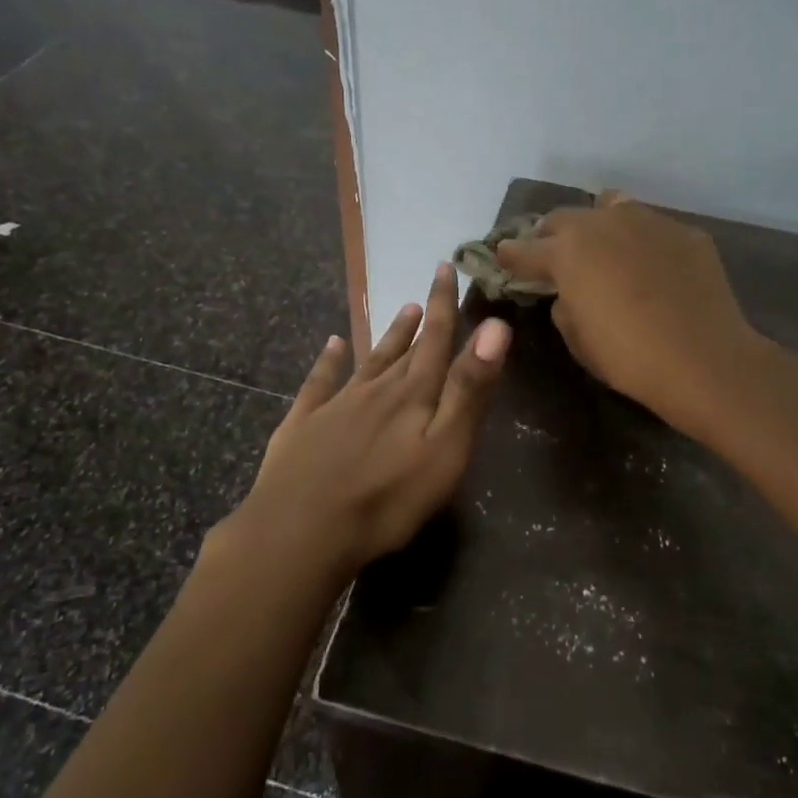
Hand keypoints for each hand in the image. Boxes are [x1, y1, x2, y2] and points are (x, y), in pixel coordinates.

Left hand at [231, 263, 510, 579]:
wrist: (301, 530)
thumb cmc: (387, 499)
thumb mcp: (444, 449)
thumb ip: (468, 389)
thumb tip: (495, 326)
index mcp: (413, 396)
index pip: (436, 341)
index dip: (445, 305)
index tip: (447, 268)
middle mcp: (376, 390)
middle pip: (405, 349)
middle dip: (422, 319)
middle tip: (428, 290)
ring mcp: (336, 405)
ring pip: (368, 362)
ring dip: (387, 337)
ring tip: (401, 311)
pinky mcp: (303, 425)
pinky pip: (318, 383)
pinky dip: (327, 361)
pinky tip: (331, 344)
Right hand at [494, 191, 756, 438]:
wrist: (702, 359)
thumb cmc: (627, 356)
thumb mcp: (577, 338)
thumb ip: (563, 305)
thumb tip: (569, 292)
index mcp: (566, 252)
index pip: (523, 249)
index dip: (509, 256)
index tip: (502, 259)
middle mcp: (602, 223)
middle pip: (563, 218)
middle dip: (551, 237)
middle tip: (554, 258)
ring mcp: (647, 221)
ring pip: (610, 207)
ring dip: (597, 225)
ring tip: (603, 249)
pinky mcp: (684, 232)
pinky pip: (651, 227)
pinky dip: (639, 241)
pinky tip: (650, 267)